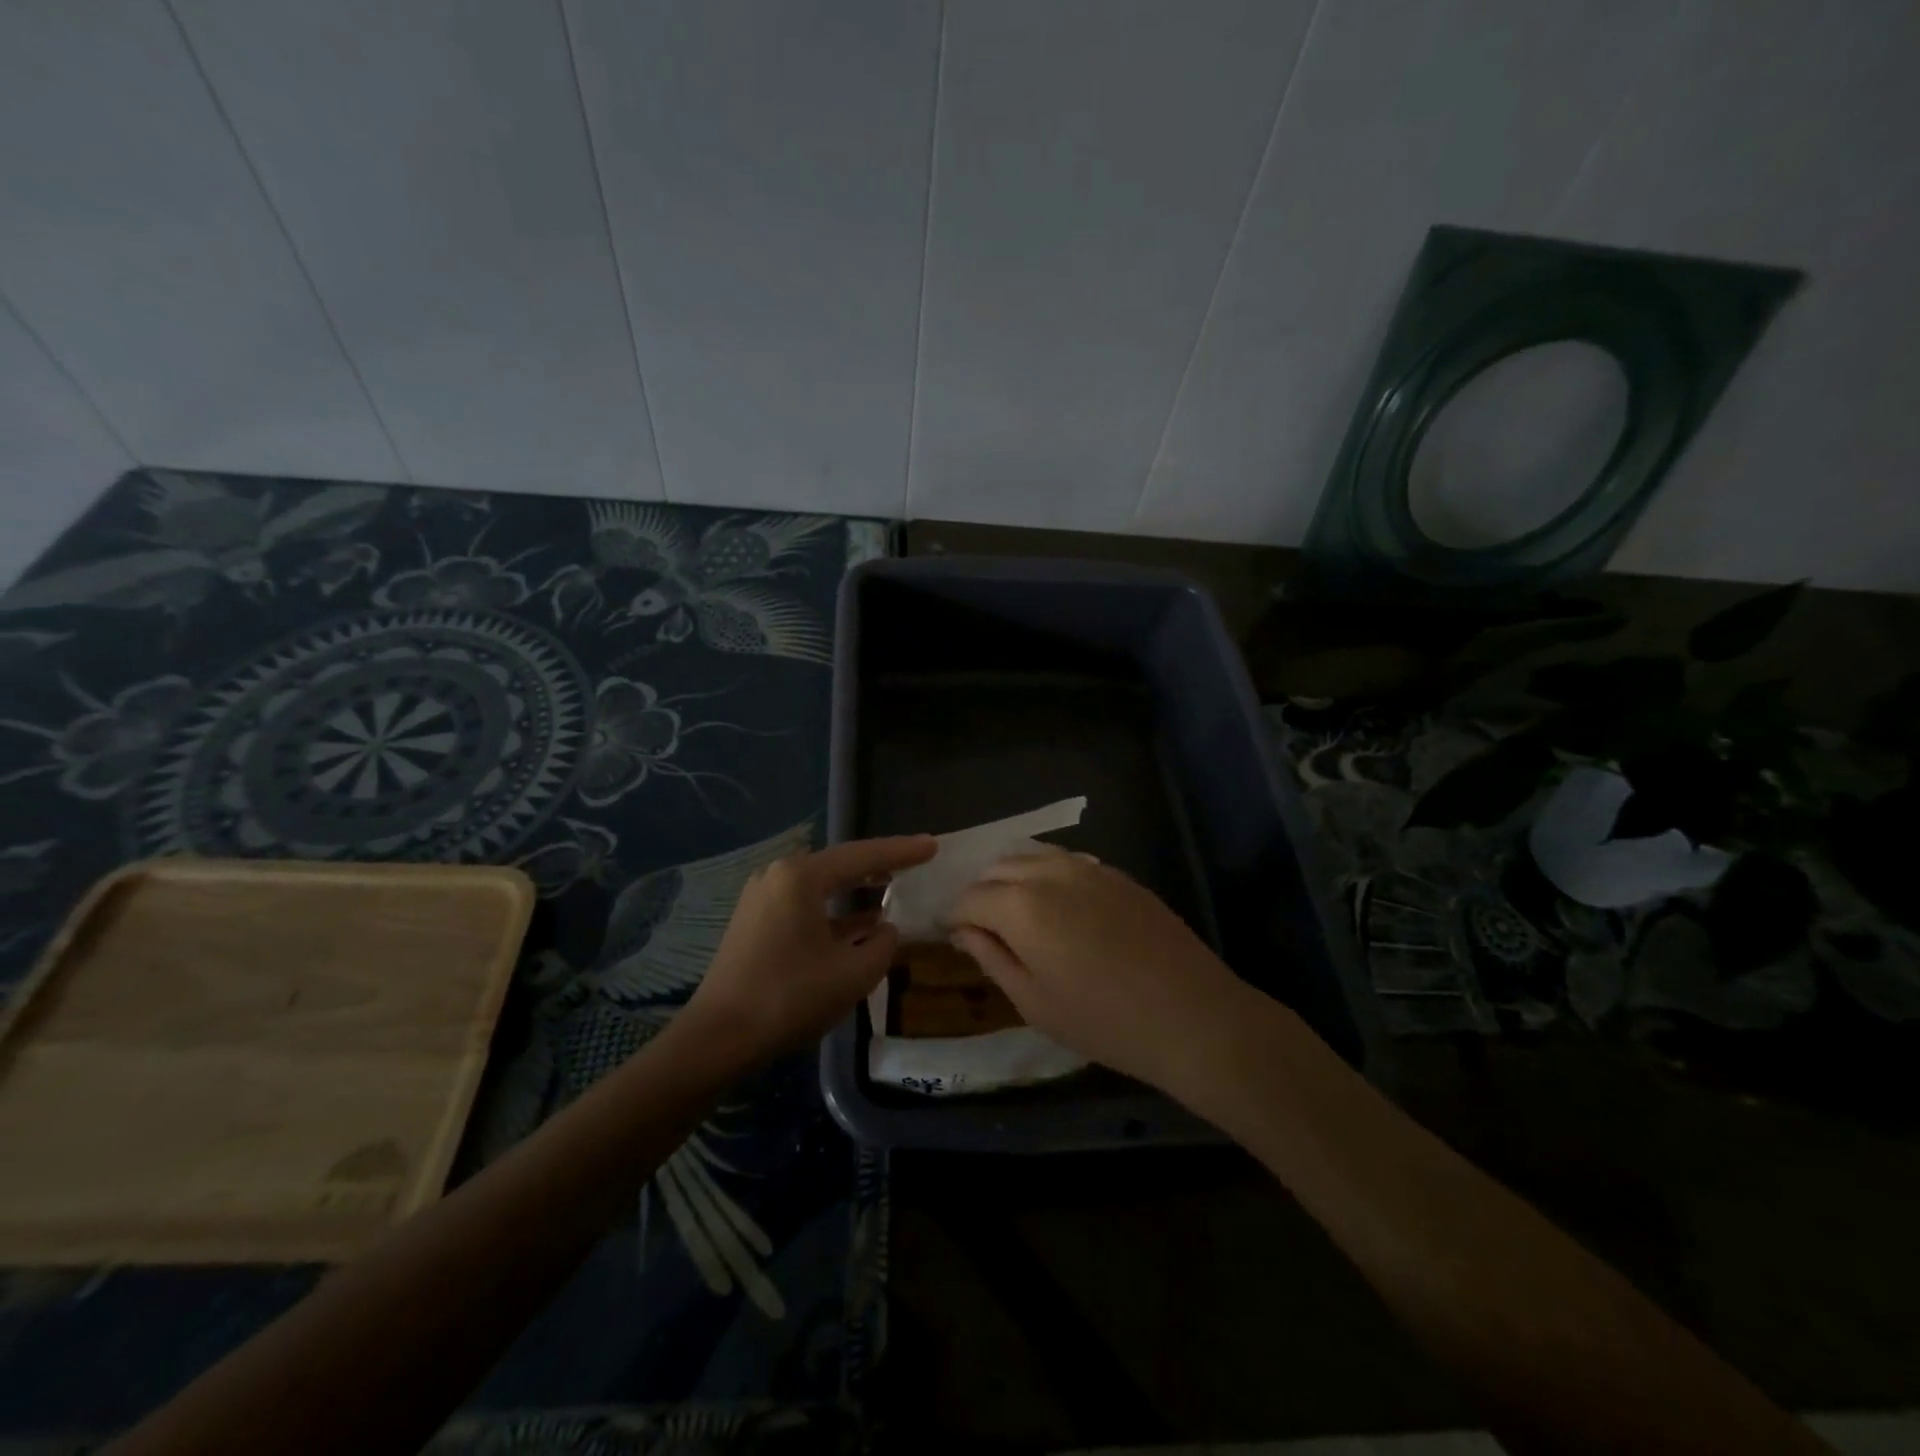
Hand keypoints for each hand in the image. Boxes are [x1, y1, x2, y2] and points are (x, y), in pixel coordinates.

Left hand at [684, 834, 936, 1061]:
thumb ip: (882, 946)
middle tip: (915, 861)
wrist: (718, 1038)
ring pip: (821, 886)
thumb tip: (886, 930)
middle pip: (840, 864)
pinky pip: (805, 905)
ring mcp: (762, 898)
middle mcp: (778, 876)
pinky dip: (834, 912)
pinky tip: (859, 925)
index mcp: (801, 877)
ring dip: (856, 890)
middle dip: (878, 865)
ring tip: (891, 888)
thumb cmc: (790, 998)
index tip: (932, 845)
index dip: (902, 851)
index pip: (863, 855)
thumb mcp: (853, 974)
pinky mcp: (755, 922)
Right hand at [948, 846, 1256, 1094]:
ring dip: (1014, 879)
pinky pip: (1067, 862)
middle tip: (984, 929)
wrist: (1192, 1015)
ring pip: (1033, 856)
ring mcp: (1088, 868)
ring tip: (1017, 914)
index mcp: (1021, 906)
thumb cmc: (1104, 1021)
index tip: (954, 938)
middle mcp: (1050, 873)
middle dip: (982, 894)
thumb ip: (992, 959)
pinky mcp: (1118, 875)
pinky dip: (1047, 875)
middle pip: (998, 869)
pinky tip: (1059, 906)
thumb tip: (964, 931)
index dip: (955, 917)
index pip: (970, 898)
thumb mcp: (1034, 1002)